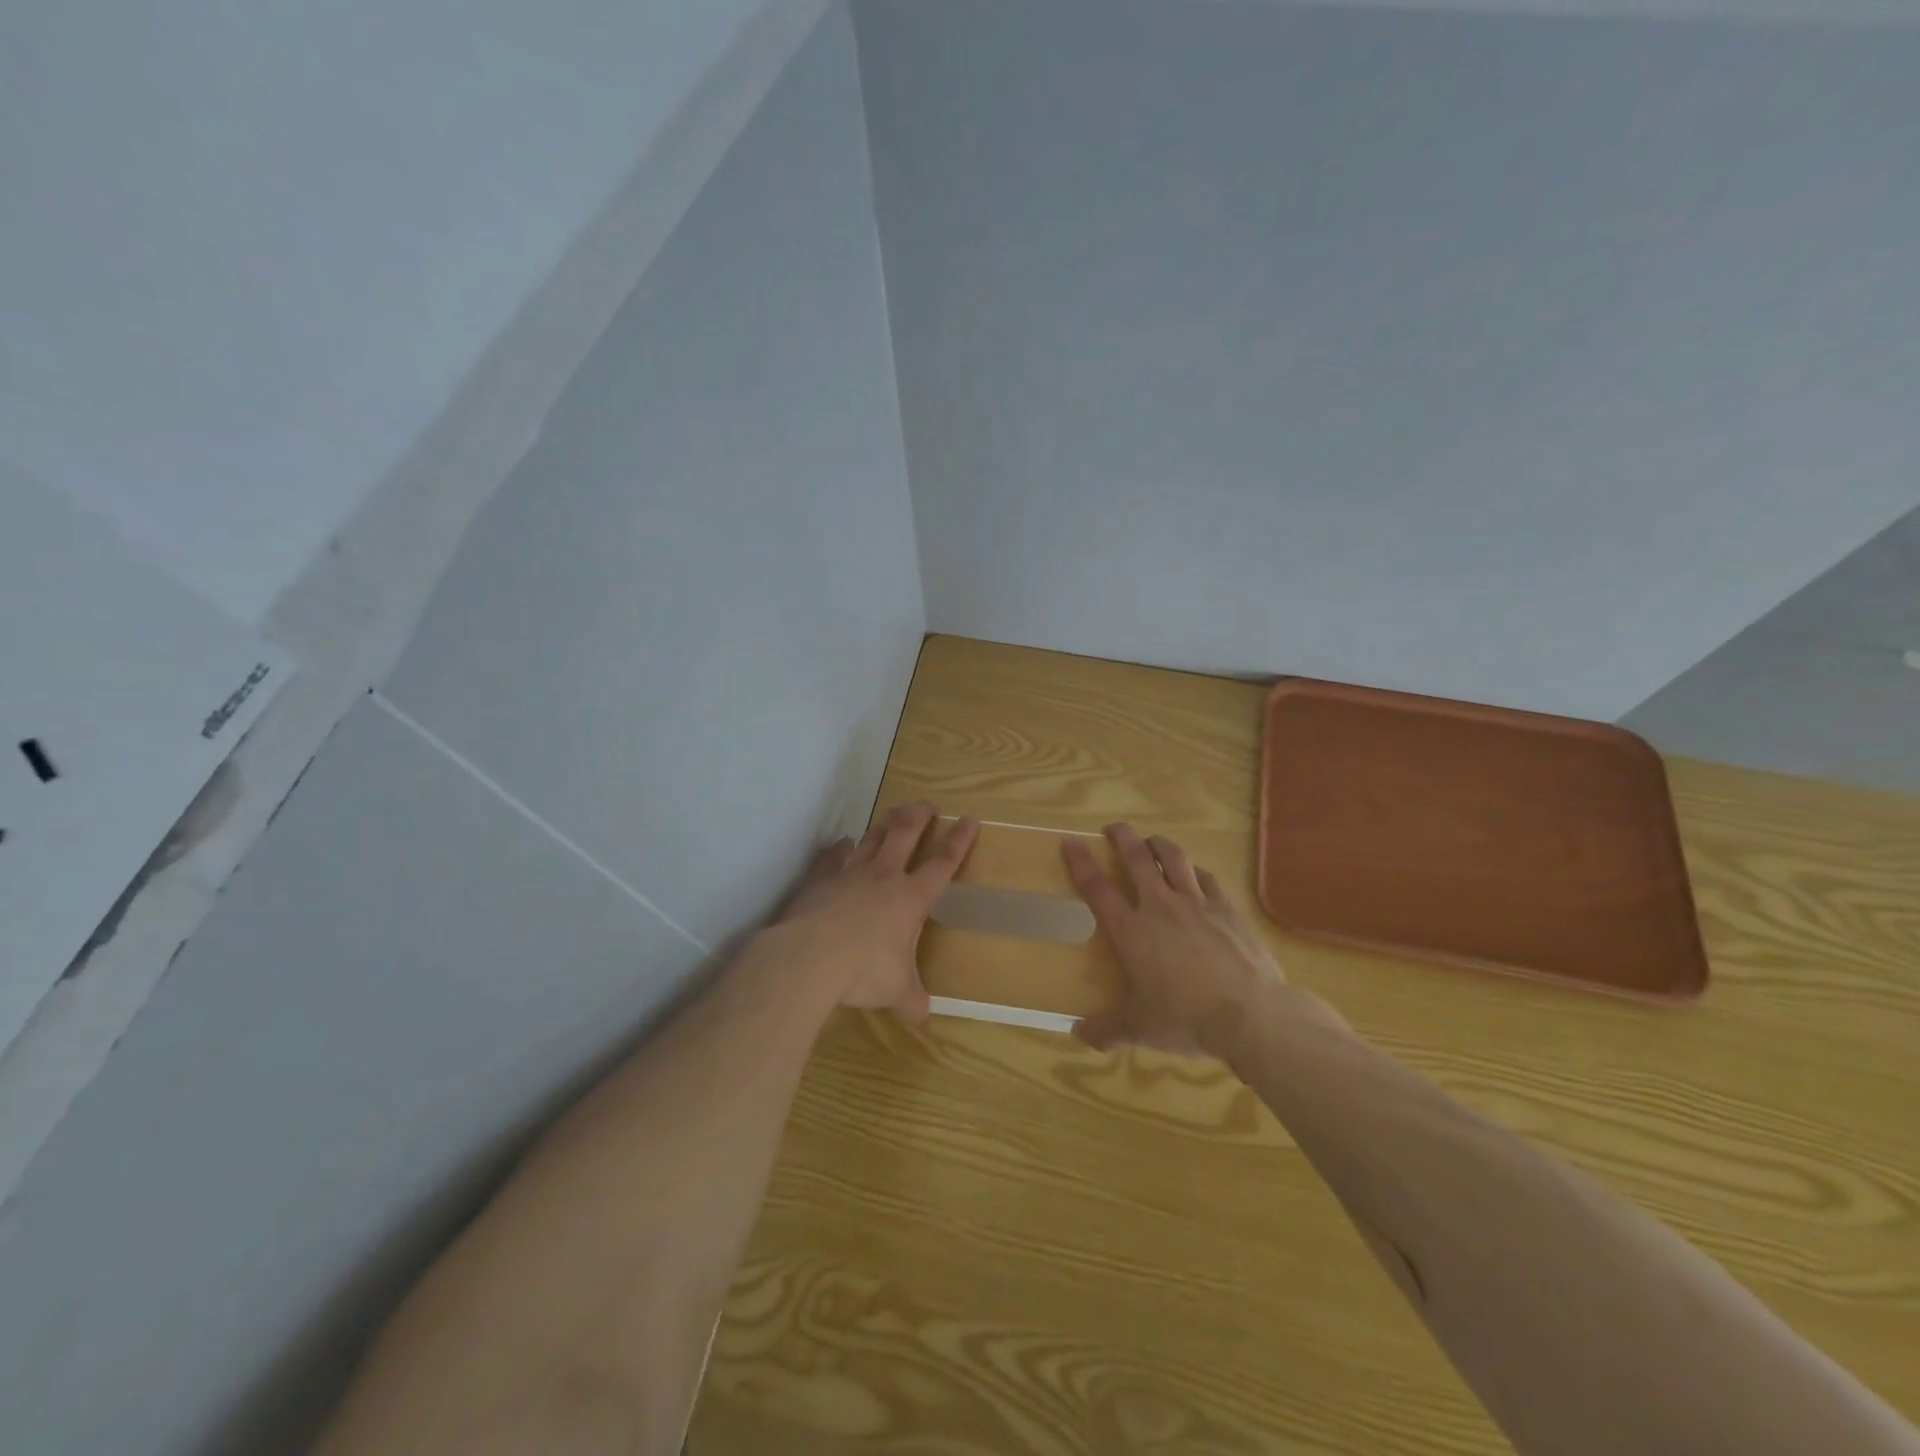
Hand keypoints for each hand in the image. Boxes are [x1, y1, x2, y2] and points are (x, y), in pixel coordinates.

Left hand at [774, 801, 978, 1020]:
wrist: (810, 956)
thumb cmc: (864, 970)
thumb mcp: (896, 990)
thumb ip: (911, 999)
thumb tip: (922, 1017)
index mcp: (911, 897)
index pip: (943, 863)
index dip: (960, 841)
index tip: (969, 819)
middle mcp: (884, 876)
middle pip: (906, 833)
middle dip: (920, 815)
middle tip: (927, 805)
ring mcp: (850, 872)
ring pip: (872, 837)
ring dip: (884, 824)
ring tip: (891, 816)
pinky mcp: (821, 877)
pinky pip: (834, 855)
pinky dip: (841, 848)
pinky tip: (843, 844)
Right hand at [1064, 824, 1285, 1057]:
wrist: (1250, 1014)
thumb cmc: (1186, 1018)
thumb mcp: (1140, 1029)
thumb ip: (1106, 1029)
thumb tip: (1077, 1035)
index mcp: (1131, 931)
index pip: (1097, 888)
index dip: (1081, 862)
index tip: (1071, 842)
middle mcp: (1160, 906)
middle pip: (1137, 859)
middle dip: (1122, 838)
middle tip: (1114, 828)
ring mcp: (1197, 903)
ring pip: (1174, 858)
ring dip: (1159, 845)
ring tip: (1152, 841)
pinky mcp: (1227, 908)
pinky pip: (1207, 878)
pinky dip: (1195, 871)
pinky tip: (1196, 874)